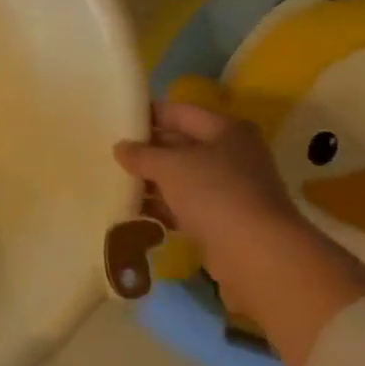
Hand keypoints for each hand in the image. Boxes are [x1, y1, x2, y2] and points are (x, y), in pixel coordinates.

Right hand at [114, 103, 364, 365]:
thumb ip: (141, 154)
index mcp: (226, 130)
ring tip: (113, 182)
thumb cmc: (214, 193)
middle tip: (109, 153)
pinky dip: (161, 207)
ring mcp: (229, 189)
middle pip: (180, 145)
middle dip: (146, 150)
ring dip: (150, 181)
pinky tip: (132, 210)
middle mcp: (231, 155)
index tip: (115, 120)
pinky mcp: (222, 219)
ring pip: (180, 178)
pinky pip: (183, 206)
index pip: (179, 112)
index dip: (147, 114)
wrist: (256, 253)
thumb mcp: (169, 166)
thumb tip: (121, 147)